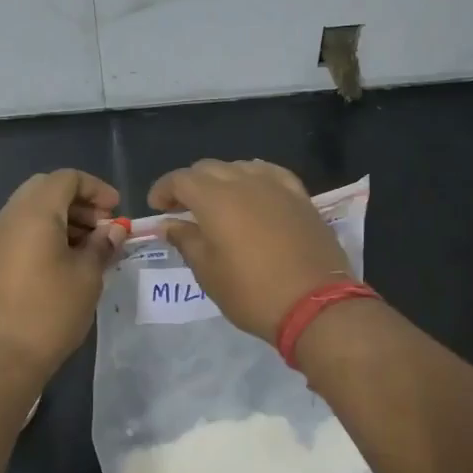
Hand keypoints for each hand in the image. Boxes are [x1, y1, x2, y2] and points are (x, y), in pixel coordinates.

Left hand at [0, 169, 126, 380]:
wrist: (3, 357)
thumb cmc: (51, 311)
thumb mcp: (88, 276)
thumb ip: (103, 245)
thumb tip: (113, 231)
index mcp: (34, 212)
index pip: (66, 178)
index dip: (96, 189)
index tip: (117, 212)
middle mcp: (10, 216)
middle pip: (46, 189)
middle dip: (78, 201)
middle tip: (104, 226)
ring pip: (32, 209)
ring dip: (63, 217)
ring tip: (90, 246)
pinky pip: (22, 230)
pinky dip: (46, 232)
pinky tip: (67, 260)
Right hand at [148, 160, 352, 342]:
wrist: (315, 304)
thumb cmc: (252, 293)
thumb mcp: (208, 273)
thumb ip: (186, 241)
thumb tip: (168, 224)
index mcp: (215, 199)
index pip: (180, 179)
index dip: (163, 189)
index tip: (157, 207)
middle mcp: (244, 182)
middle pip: (208, 168)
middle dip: (190, 184)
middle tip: (181, 209)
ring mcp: (276, 186)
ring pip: (239, 167)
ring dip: (221, 180)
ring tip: (217, 204)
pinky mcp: (300, 196)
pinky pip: (270, 174)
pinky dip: (253, 179)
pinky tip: (252, 194)